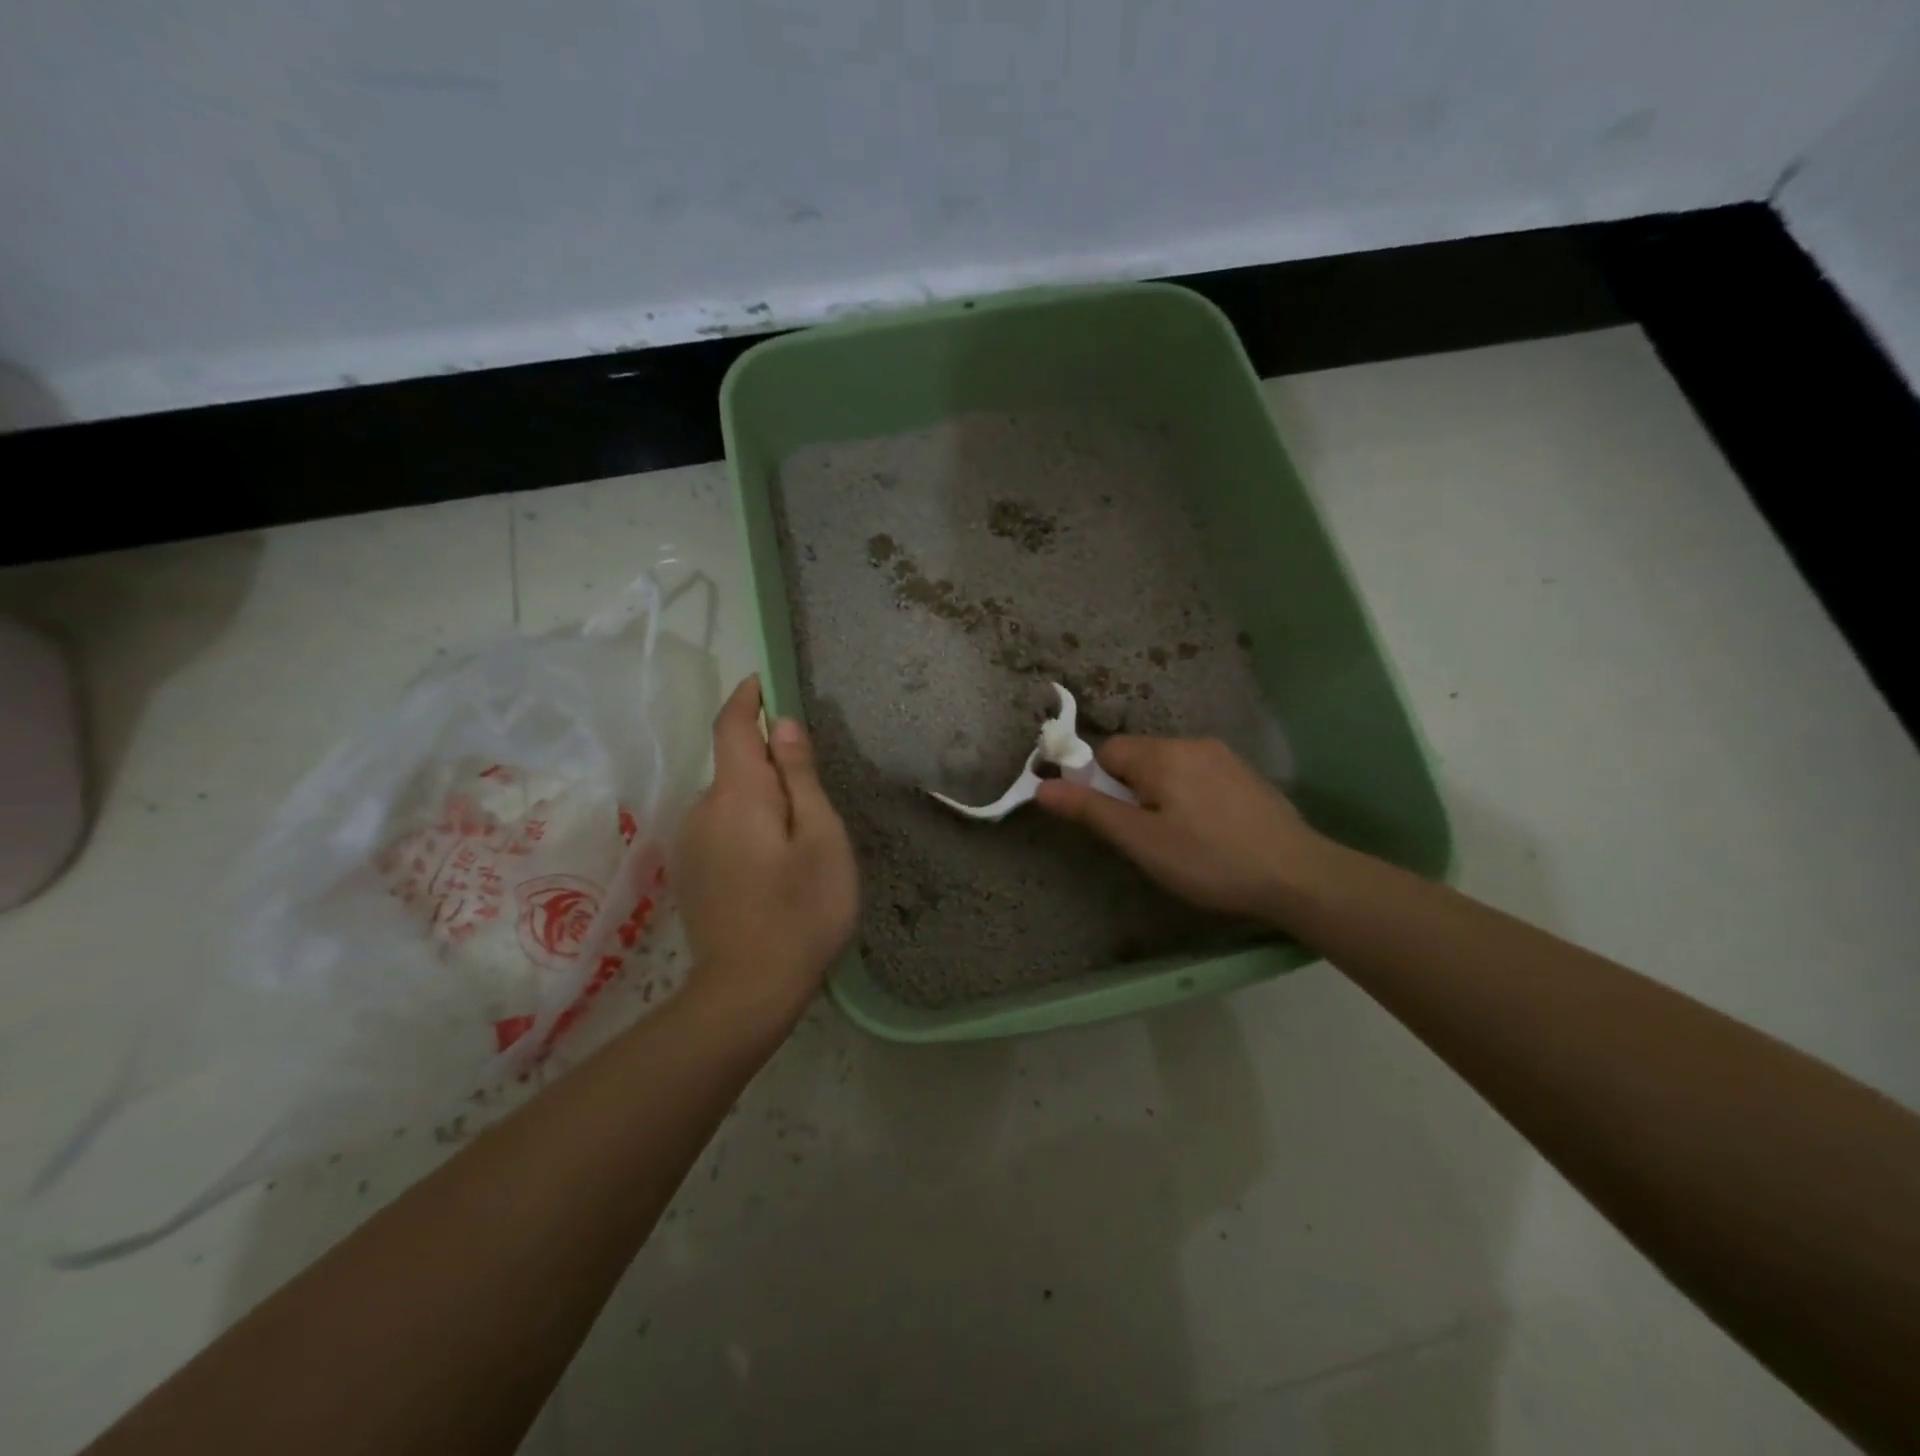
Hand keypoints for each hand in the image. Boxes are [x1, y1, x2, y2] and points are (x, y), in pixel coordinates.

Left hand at [670, 676, 857, 1030]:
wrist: (748, 991)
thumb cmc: (801, 910)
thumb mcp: (821, 838)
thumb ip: (800, 777)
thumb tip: (783, 726)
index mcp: (737, 795)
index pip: (732, 727)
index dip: (746, 700)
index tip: (761, 684)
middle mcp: (701, 810)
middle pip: (734, 767)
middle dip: (769, 765)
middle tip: (815, 804)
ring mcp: (690, 845)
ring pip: (729, 801)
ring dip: (760, 802)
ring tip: (799, 845)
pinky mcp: (690, 873)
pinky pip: (720, 829)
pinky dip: (747, 828)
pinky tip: (772, 868)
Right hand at [1034, 736, 1324, 923]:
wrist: (1296, 875)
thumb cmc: (1208, 860)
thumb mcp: (1141, 841)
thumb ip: (1090, 810)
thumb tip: (1042, 786)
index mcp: (1162, 754)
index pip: (1107, 751)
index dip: (1097, 783)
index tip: (1111, 819)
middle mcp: (1191, 743)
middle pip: (1138, 757)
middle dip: (1130, 790)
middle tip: (1144, 836)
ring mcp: (1223, 756)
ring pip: (1169, 768)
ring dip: (1159, 794)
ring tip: (1177, 838)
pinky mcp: (1245, 775)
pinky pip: (1198, 775)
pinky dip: (1188, 796)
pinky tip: (1207, 831)